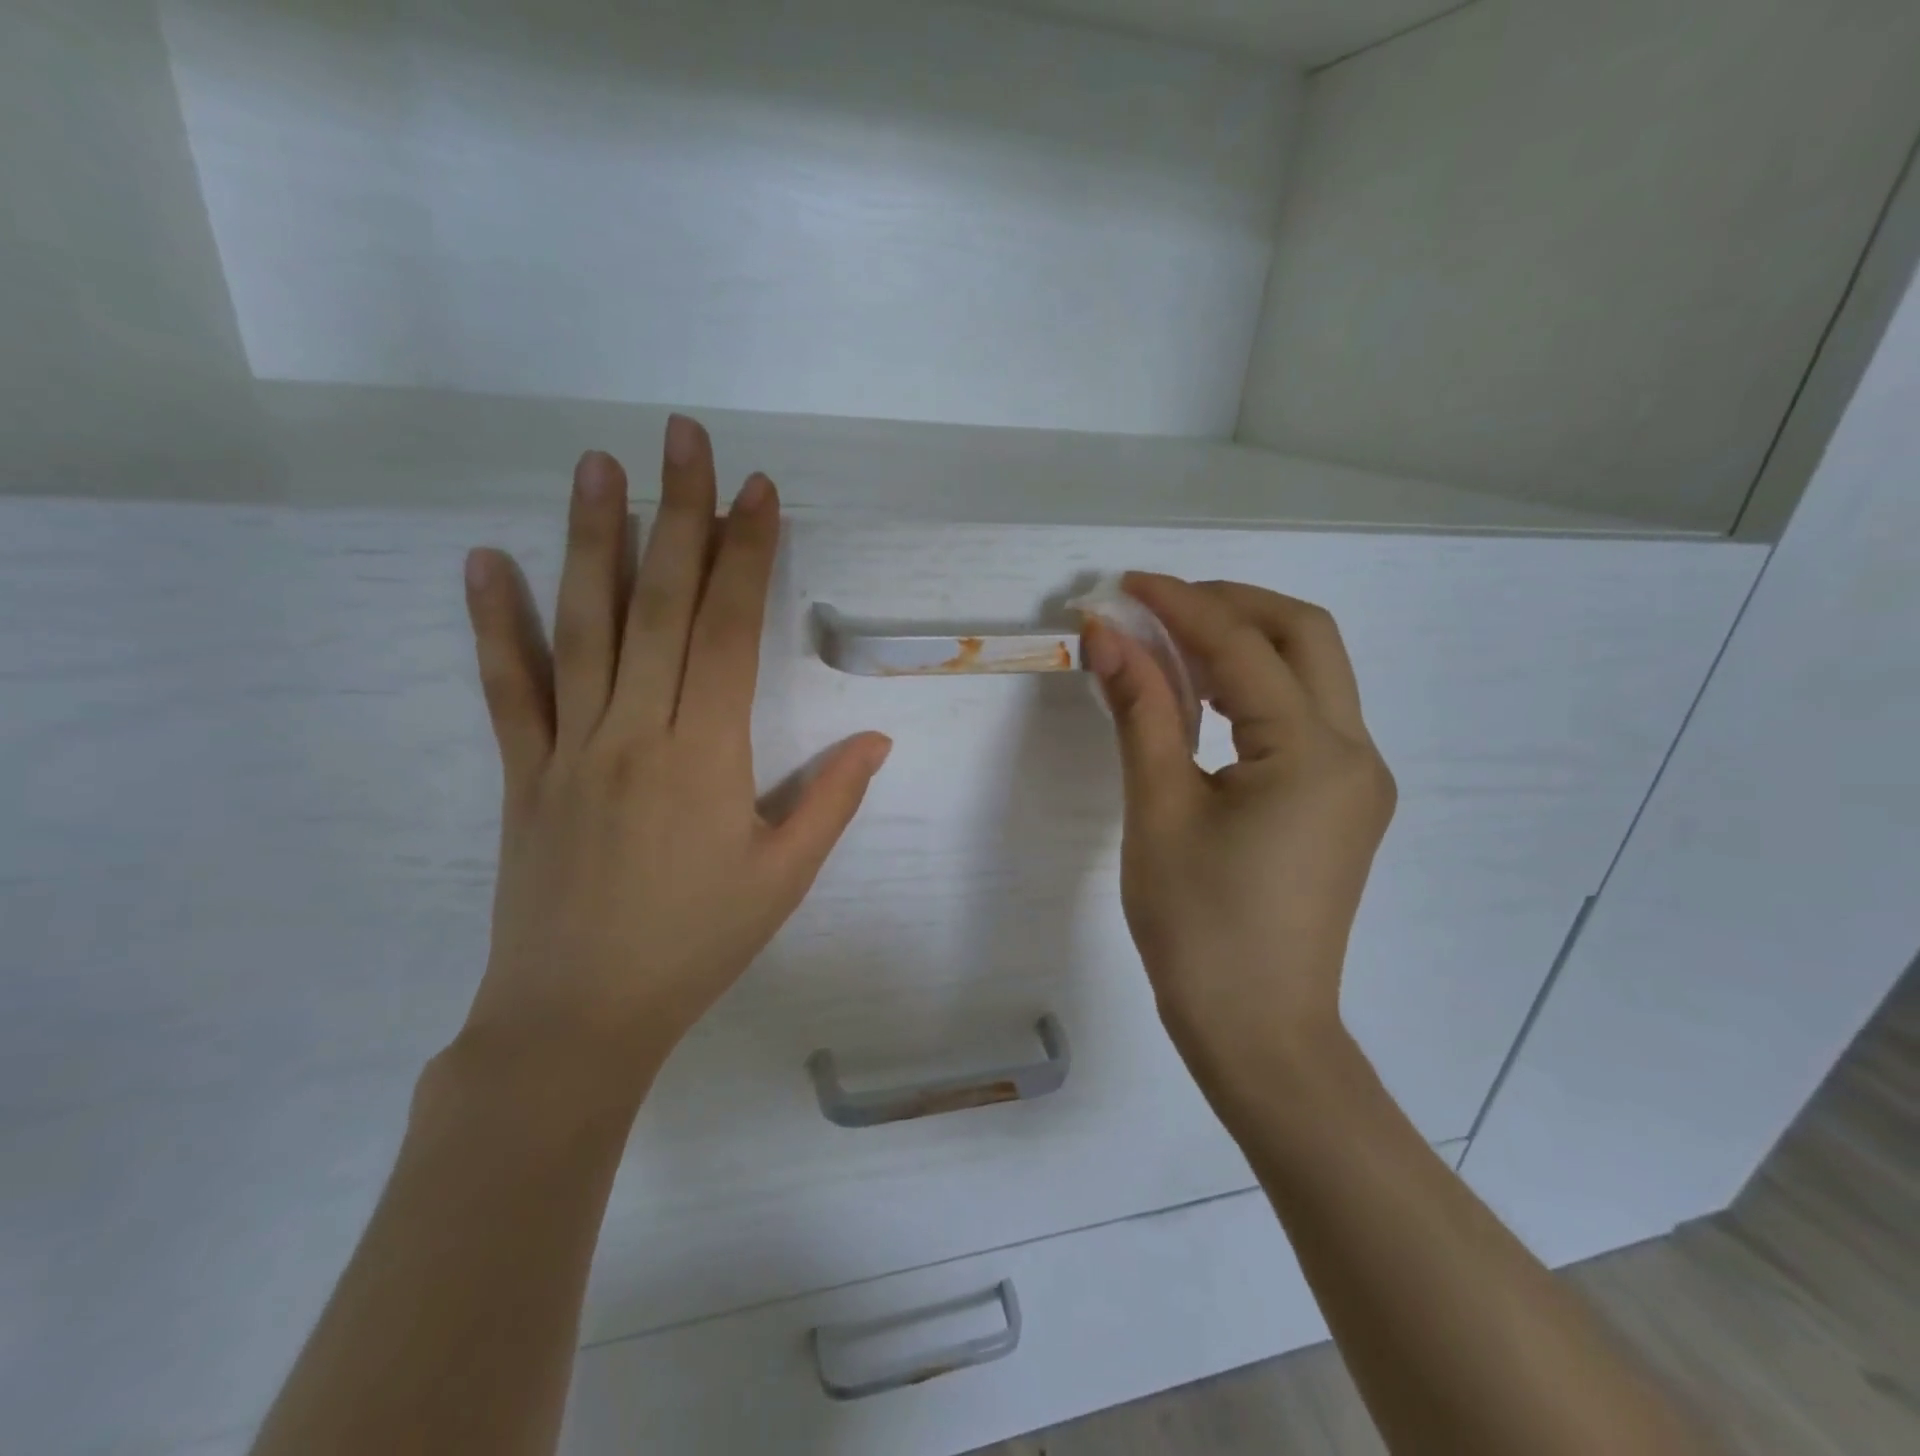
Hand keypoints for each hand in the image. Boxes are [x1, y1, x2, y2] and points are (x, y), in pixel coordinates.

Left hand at [448, 418, 891, 1112]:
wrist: (578, 1017)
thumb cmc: (695, 947)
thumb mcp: (783, 879)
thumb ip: (830, 800)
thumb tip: (877, 740)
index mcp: (705, 756)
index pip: (728, 630)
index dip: (746, 555)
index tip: (758, 492)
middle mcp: (634, 732)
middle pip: (660, 604)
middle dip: (678, 514)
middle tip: (684, 437)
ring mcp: (569, 747)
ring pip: (583, 626)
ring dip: (592, 540)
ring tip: (598, 465)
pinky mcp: (522, 772)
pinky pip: (508, 687)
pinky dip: (495, 623)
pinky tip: (486, 561)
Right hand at [1082, 575, 1395, 1094]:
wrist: (1257, 1030)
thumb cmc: (1198, 927)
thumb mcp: (1158, 809)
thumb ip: (1140, 710)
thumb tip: (1107, 635)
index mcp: (1312, 754)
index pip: (1243, 647)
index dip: (1180, 605)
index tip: (1124, 585)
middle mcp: (1355, 752)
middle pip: (1305, 636)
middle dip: (1230, 604)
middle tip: (1158, 606)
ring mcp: (1358, 778)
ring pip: (1313, 672)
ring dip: (1245, 642)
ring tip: (1170, 645)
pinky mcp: (1343, 801)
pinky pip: (1305, 715)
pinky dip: (1255, 688)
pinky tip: (1203, 700)